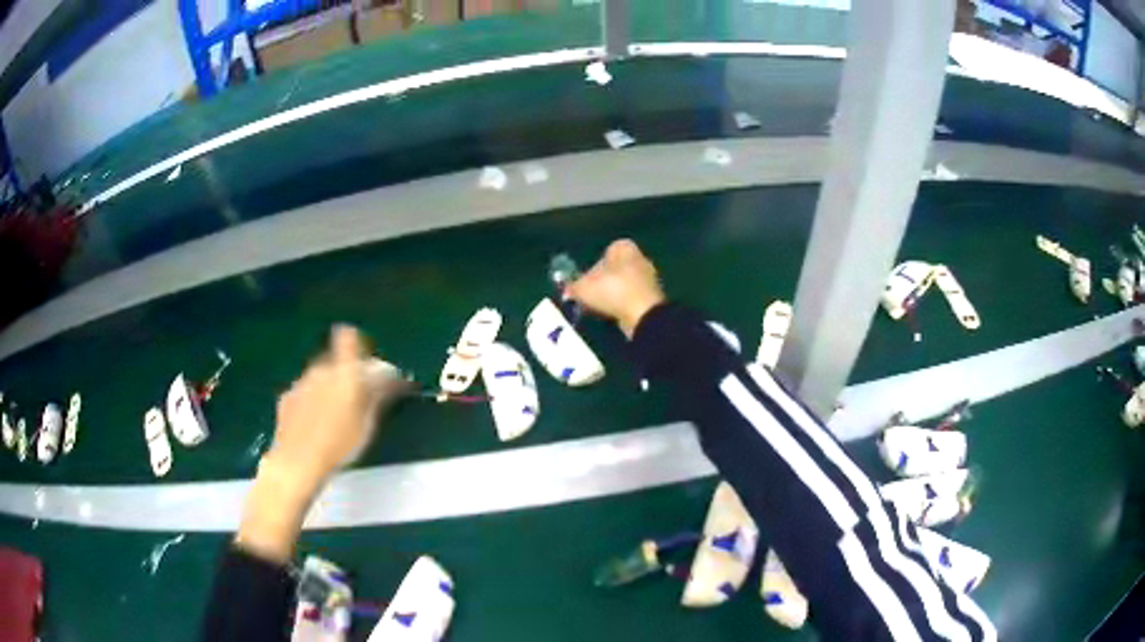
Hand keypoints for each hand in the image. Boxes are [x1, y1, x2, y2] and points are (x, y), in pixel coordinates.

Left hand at [268, 325, 410, 481]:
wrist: (298, 462)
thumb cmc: (339, 445)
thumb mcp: (367, 425)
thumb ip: (377, 396)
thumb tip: (390, 378)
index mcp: (344, 372)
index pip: (349, 339)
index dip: (357, 344)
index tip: (366, 363)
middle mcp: (320, 370)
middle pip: (335, 360)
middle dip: (346, 373)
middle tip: (356, 399)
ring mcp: (300, 383)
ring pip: (318, 377)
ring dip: (327, 388)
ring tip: (334, 416)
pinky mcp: (286, 398)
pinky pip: (304, 392)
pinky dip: (311, 401)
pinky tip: (315, 423)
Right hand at [566, 239, 665, 336]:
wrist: (643, 314)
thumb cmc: (612, 291)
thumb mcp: (583, 288)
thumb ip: (572, 286)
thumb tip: (567, 290)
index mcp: (624, 247)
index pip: (605, 252)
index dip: (593, 266)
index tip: (585, 281)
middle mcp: (640, 258)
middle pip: (614, 269)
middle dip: (602, 282)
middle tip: (589, 296)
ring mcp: (649, 278)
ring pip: (623, 285)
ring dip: (612, 295)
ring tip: (599, 308)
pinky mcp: (653, 297)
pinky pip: (631, 299)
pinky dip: (622, 306)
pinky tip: (613, 315)